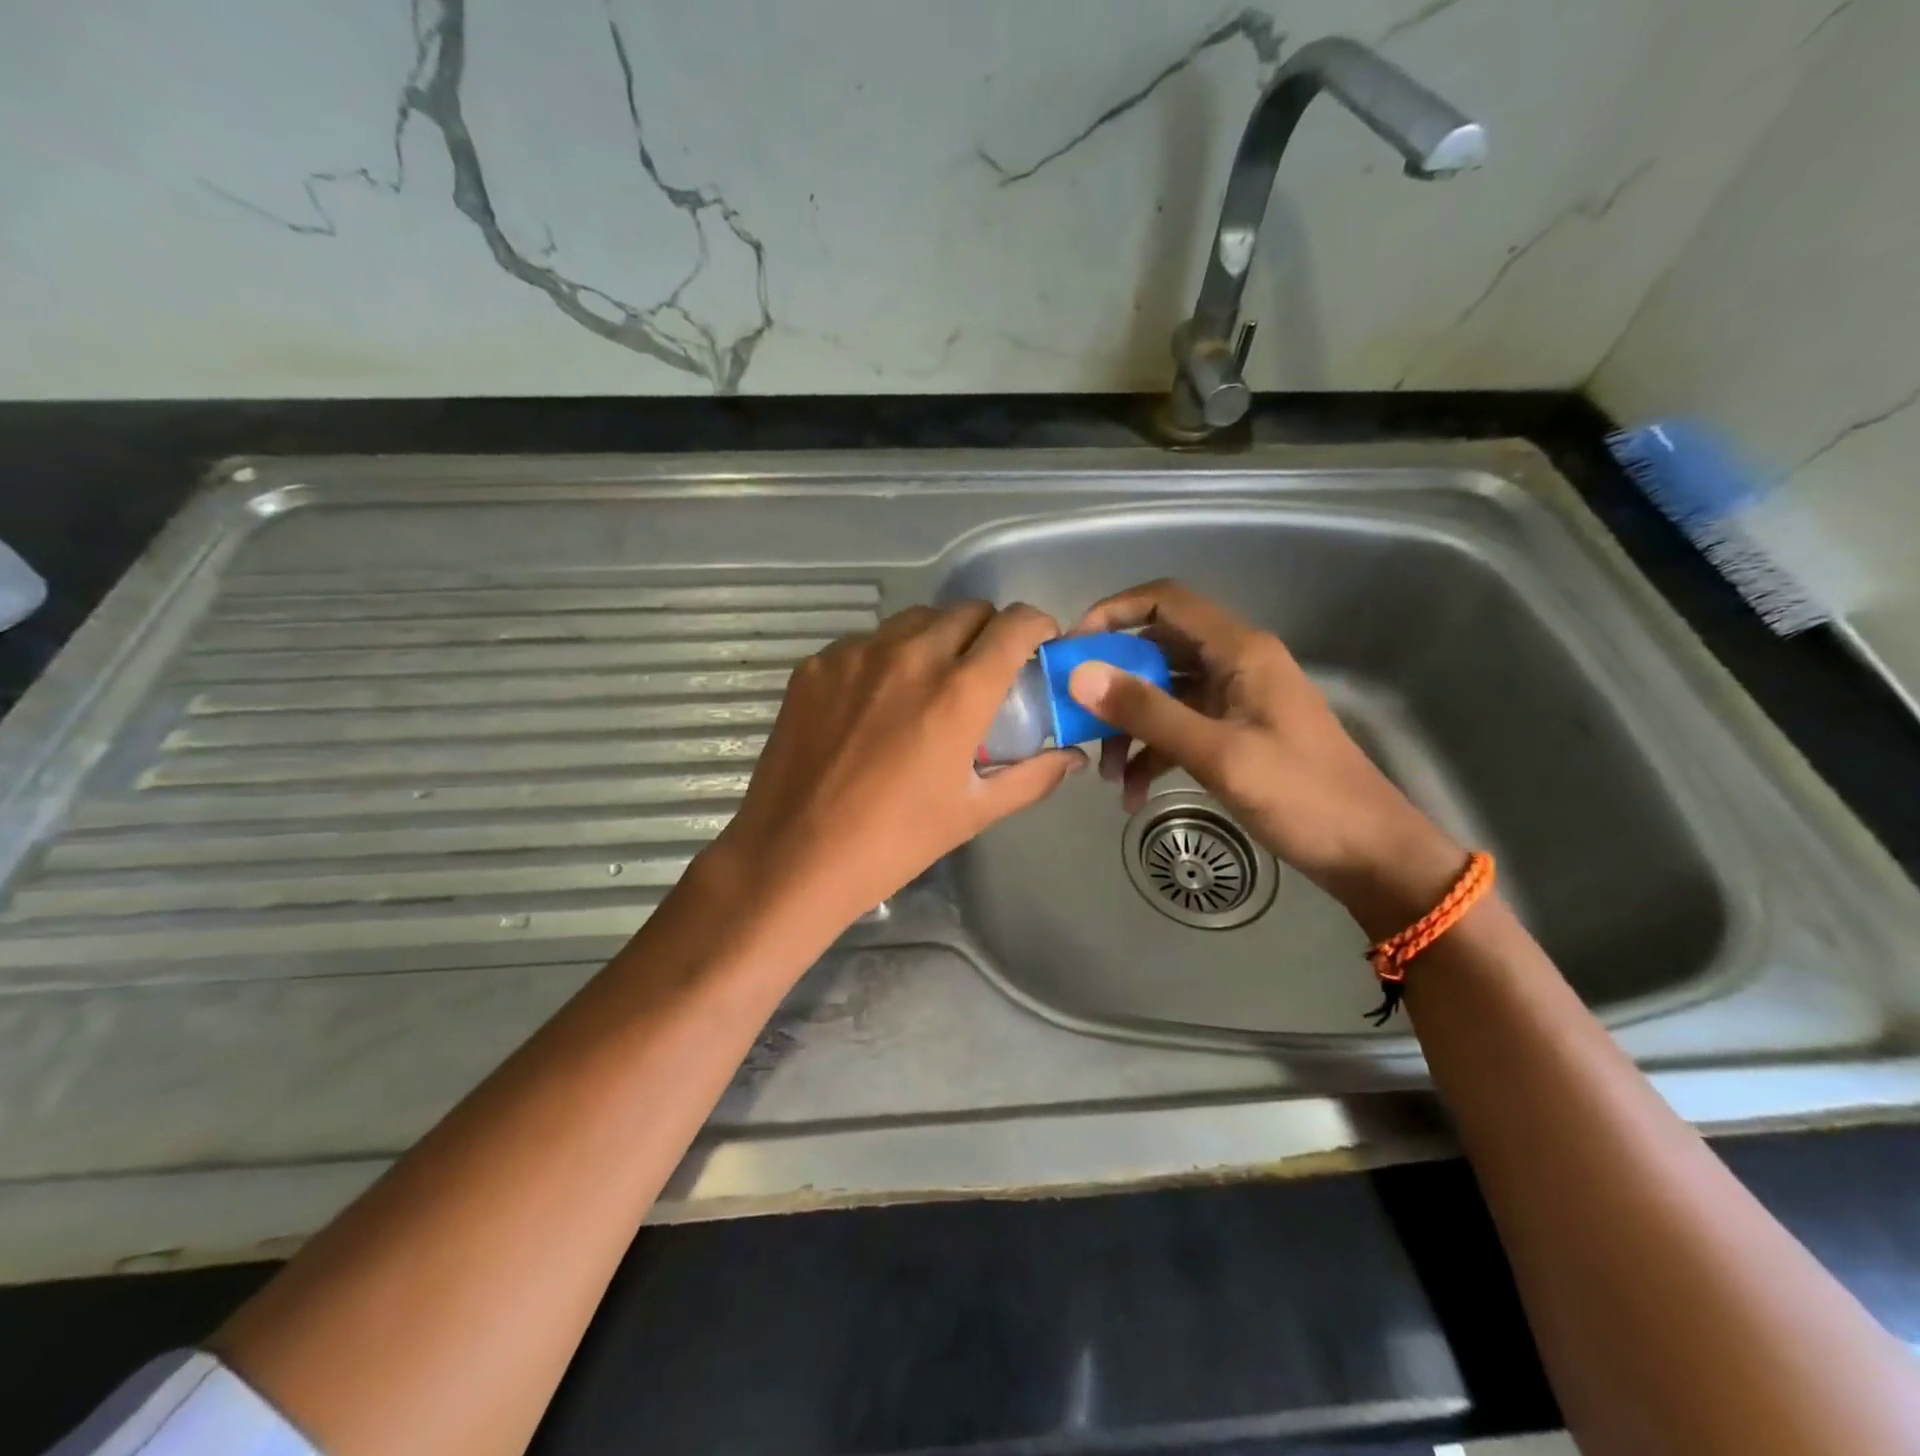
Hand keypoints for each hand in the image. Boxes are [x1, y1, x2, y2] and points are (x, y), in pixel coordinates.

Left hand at [708, 601, 1084, 935]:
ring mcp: (856, 655)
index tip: (1038, 645)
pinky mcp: (816, 665)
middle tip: (985, 672)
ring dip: (938, 639)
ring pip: (915, 620)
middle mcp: (910, 656)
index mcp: (958, 692)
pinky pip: (867, 643)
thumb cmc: (894, 842)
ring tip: (929, 683)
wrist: (793, 857)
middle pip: (967, 611)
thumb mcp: (973, 812)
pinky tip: (875, 703)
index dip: (1036, 626)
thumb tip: (1070, 756)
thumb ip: (1032, 777)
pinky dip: (886, 658)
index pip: (1014, 624)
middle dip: (988, 632)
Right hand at [1067, 580, 1464, 936]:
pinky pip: (1178, 730)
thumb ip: (1148, 711)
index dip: (1113, 613)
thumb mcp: (1218, 754)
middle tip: (1074, 718)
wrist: (1367, 853)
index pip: (1165, 602)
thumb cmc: (1301, 796)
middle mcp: (1234, 664)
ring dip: (1129, 729)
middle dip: (1112, 685)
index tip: (1071, 649)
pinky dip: (1152, 755)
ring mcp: (1233, 701)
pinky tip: (1133, 796)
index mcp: (1239, 650)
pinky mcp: (1232, 735)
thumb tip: (1080, 674)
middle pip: (1156, 651)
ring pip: (1162, 695)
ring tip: (1107, 776)